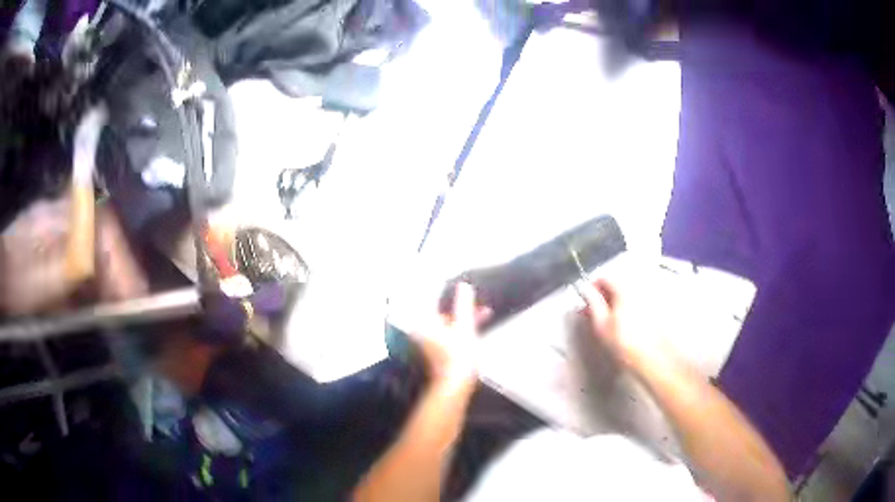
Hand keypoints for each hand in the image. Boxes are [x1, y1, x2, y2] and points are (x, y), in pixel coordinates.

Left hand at [409, 282, 484, 394]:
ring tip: (484, 314)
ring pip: (446, 322)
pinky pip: (447, 332)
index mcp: (424, 322)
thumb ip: (463, 304)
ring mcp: (427, 341)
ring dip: (462, 317)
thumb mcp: (465, 326)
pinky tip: (475, 327)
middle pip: (440, 311)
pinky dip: (459, 328)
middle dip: (460, 307)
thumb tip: (463, 286)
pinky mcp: (435, 350)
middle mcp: (421, 329)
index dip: (447, 290)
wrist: (455, 384)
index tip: (460, 285)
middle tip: (478, 304)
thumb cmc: (459, 355)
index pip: (432, 298)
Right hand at [578, 278, 662, 369]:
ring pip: (626, 294)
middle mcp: (638, 289)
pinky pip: (635, 302)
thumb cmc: (623, 342)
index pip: (605, 278)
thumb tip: (584, 288)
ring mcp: (647, 299)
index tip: (586, 300)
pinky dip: (626, 307)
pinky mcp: (653, 310)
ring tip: (607, 319)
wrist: (649, 358)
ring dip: (614, 302)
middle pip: (616, 284)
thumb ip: (592, 302)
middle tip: (594, 311)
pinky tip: (622, 322)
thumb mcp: (601, 323)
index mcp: (624, 289)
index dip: (592, 287)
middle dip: (603, 295)